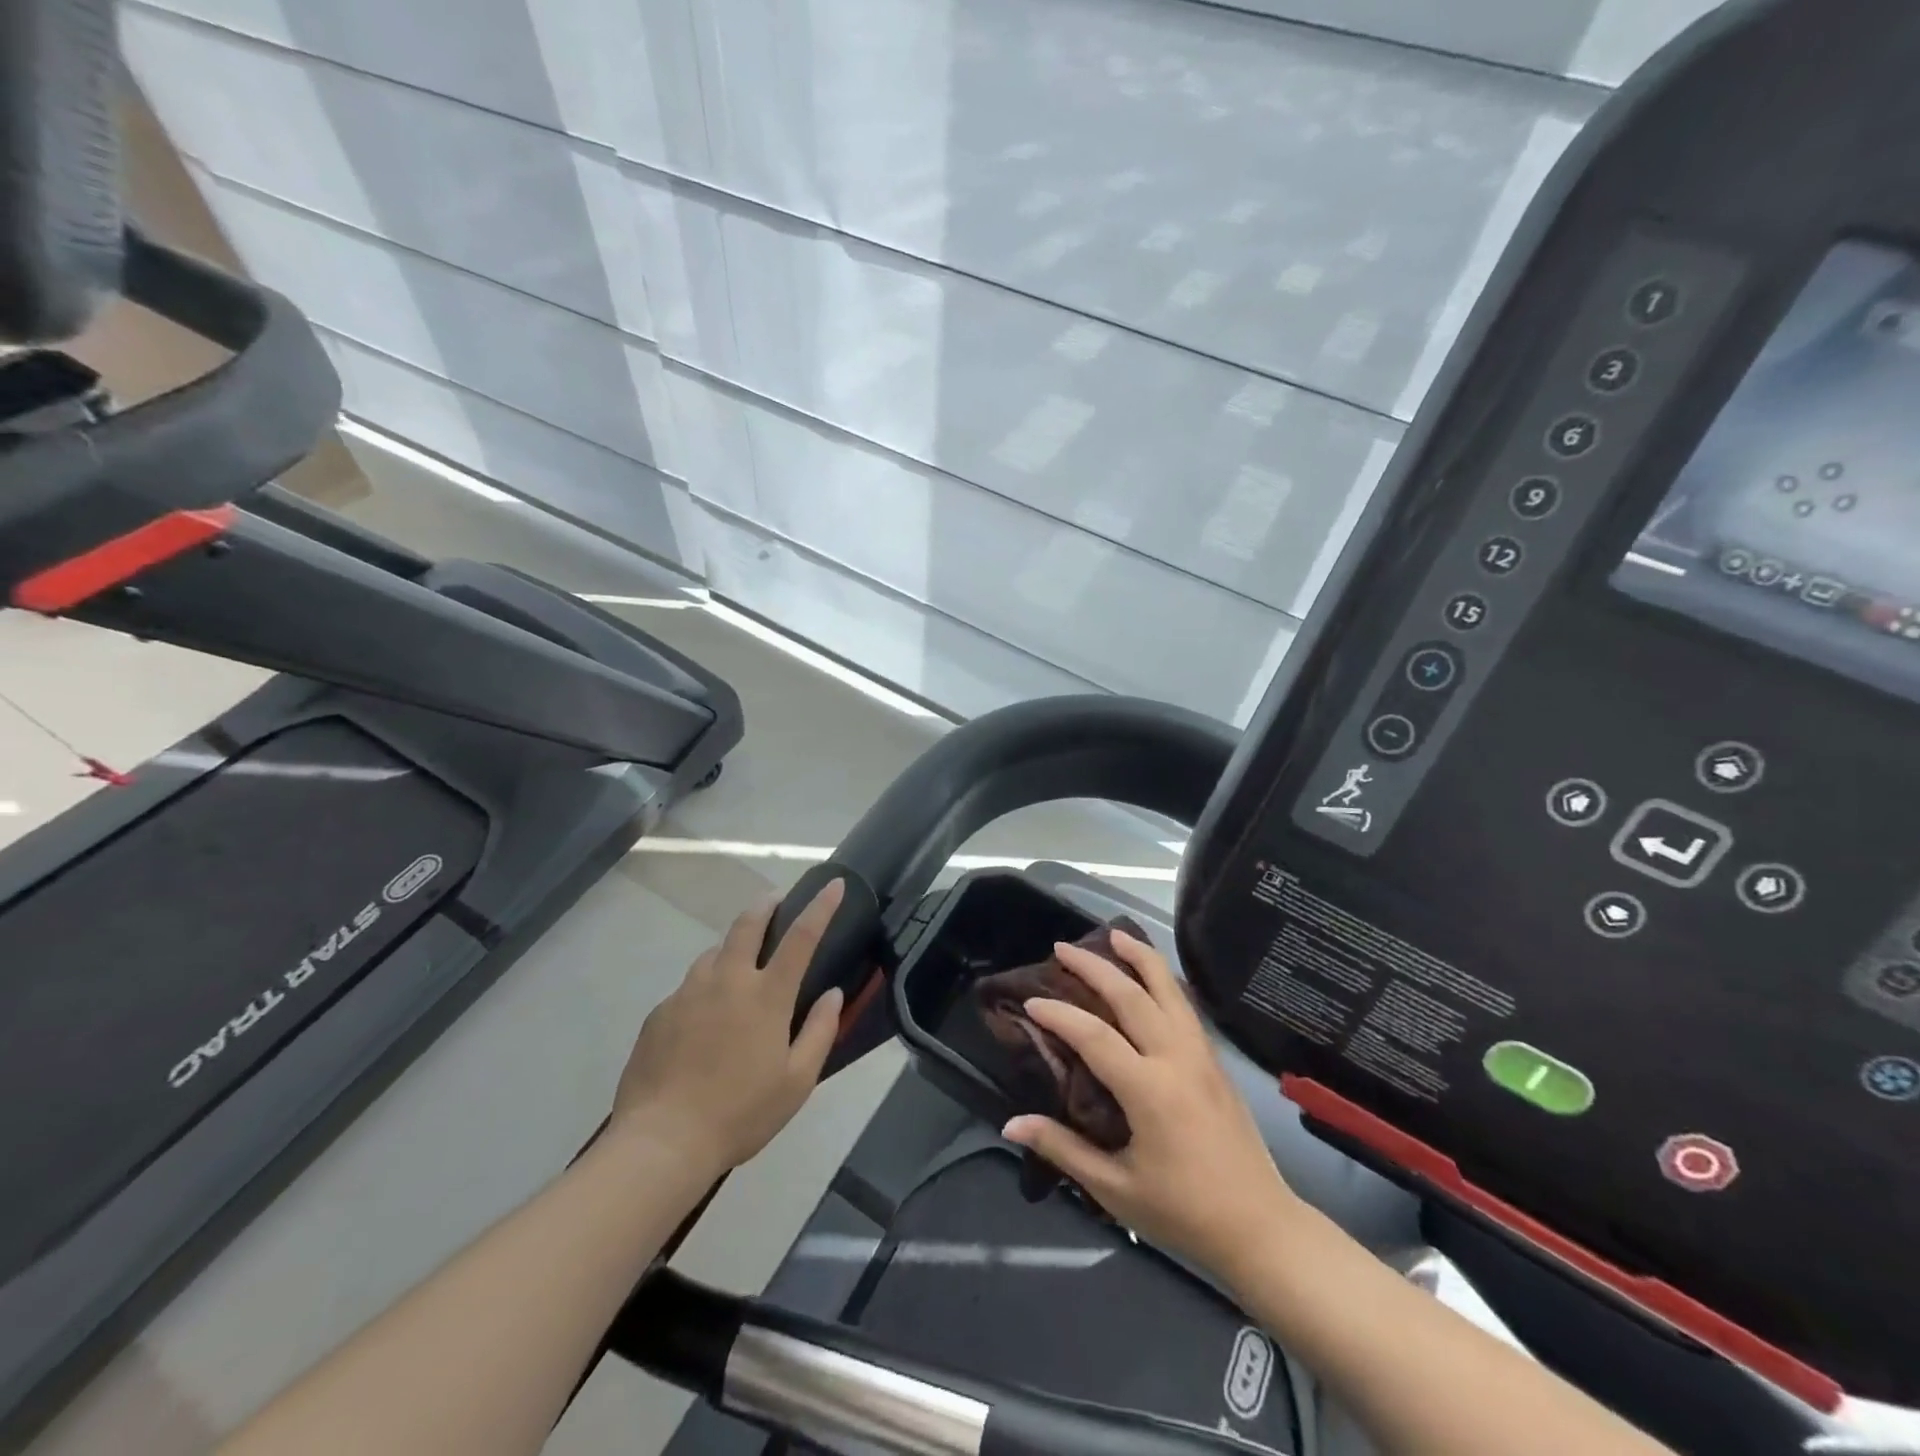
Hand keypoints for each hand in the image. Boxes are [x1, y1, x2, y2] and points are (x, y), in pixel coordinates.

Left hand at [610, 880, 845, 1172]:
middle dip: (766, 904)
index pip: (801, 938)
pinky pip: (689, 986)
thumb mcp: (797, 1082)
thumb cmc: (740, 1113)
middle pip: (747, 925)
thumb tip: (831, 994)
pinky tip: (704, 1017)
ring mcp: (688, 993)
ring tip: (740, 963)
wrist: (661, 1142)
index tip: (833, 884)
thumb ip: (820, 1032)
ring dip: (732, 947)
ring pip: (714, 953)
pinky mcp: (660, 1012)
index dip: (820, 907)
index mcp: (766, 996)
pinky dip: (705, 987)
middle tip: (776, 899)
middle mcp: (727, 981)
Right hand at [1001, 931, 1297, 1276]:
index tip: (1030, 1001)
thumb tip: (1011, 1125)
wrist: (1261, 1228)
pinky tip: (1152, 974)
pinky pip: (1186, 1005)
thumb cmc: (1183, 1213)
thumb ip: (1062, 1149)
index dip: (1059, 1014)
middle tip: (1062, 947)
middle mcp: (1177, 1059)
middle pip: (1132, 996)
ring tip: (1114, 933)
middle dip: (1094, 966)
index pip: (1094, 1035)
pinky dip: (1164, 979)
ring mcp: (1202, 1055)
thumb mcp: (1115, 1189)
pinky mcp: (1216, 1061)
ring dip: (1139, 956)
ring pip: (1169, 989)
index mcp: (1149, 1090)